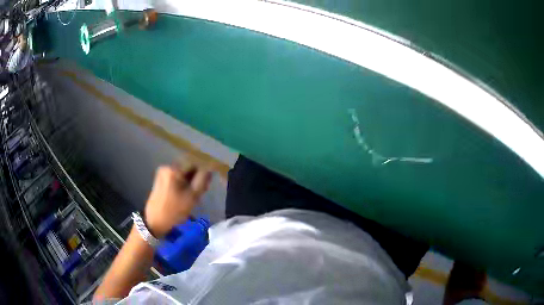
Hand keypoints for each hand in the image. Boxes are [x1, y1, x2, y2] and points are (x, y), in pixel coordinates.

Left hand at [144, 163, 210, 238]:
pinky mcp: (161, 179)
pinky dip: (182, 183)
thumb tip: (210, 169)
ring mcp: (163, 172)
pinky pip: (176, 176)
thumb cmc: (174, 210)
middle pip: (188, 167)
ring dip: (190, 181)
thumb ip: (203, 180)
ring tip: (192, 195)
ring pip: (183, 172)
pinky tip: (183, 195)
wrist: (155, 221)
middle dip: (196, 177)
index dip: (203, 173)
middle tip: (200, 192)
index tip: (205, 186)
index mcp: (174, 169)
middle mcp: (167, 166)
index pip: (195, 163)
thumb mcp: (192, 196)